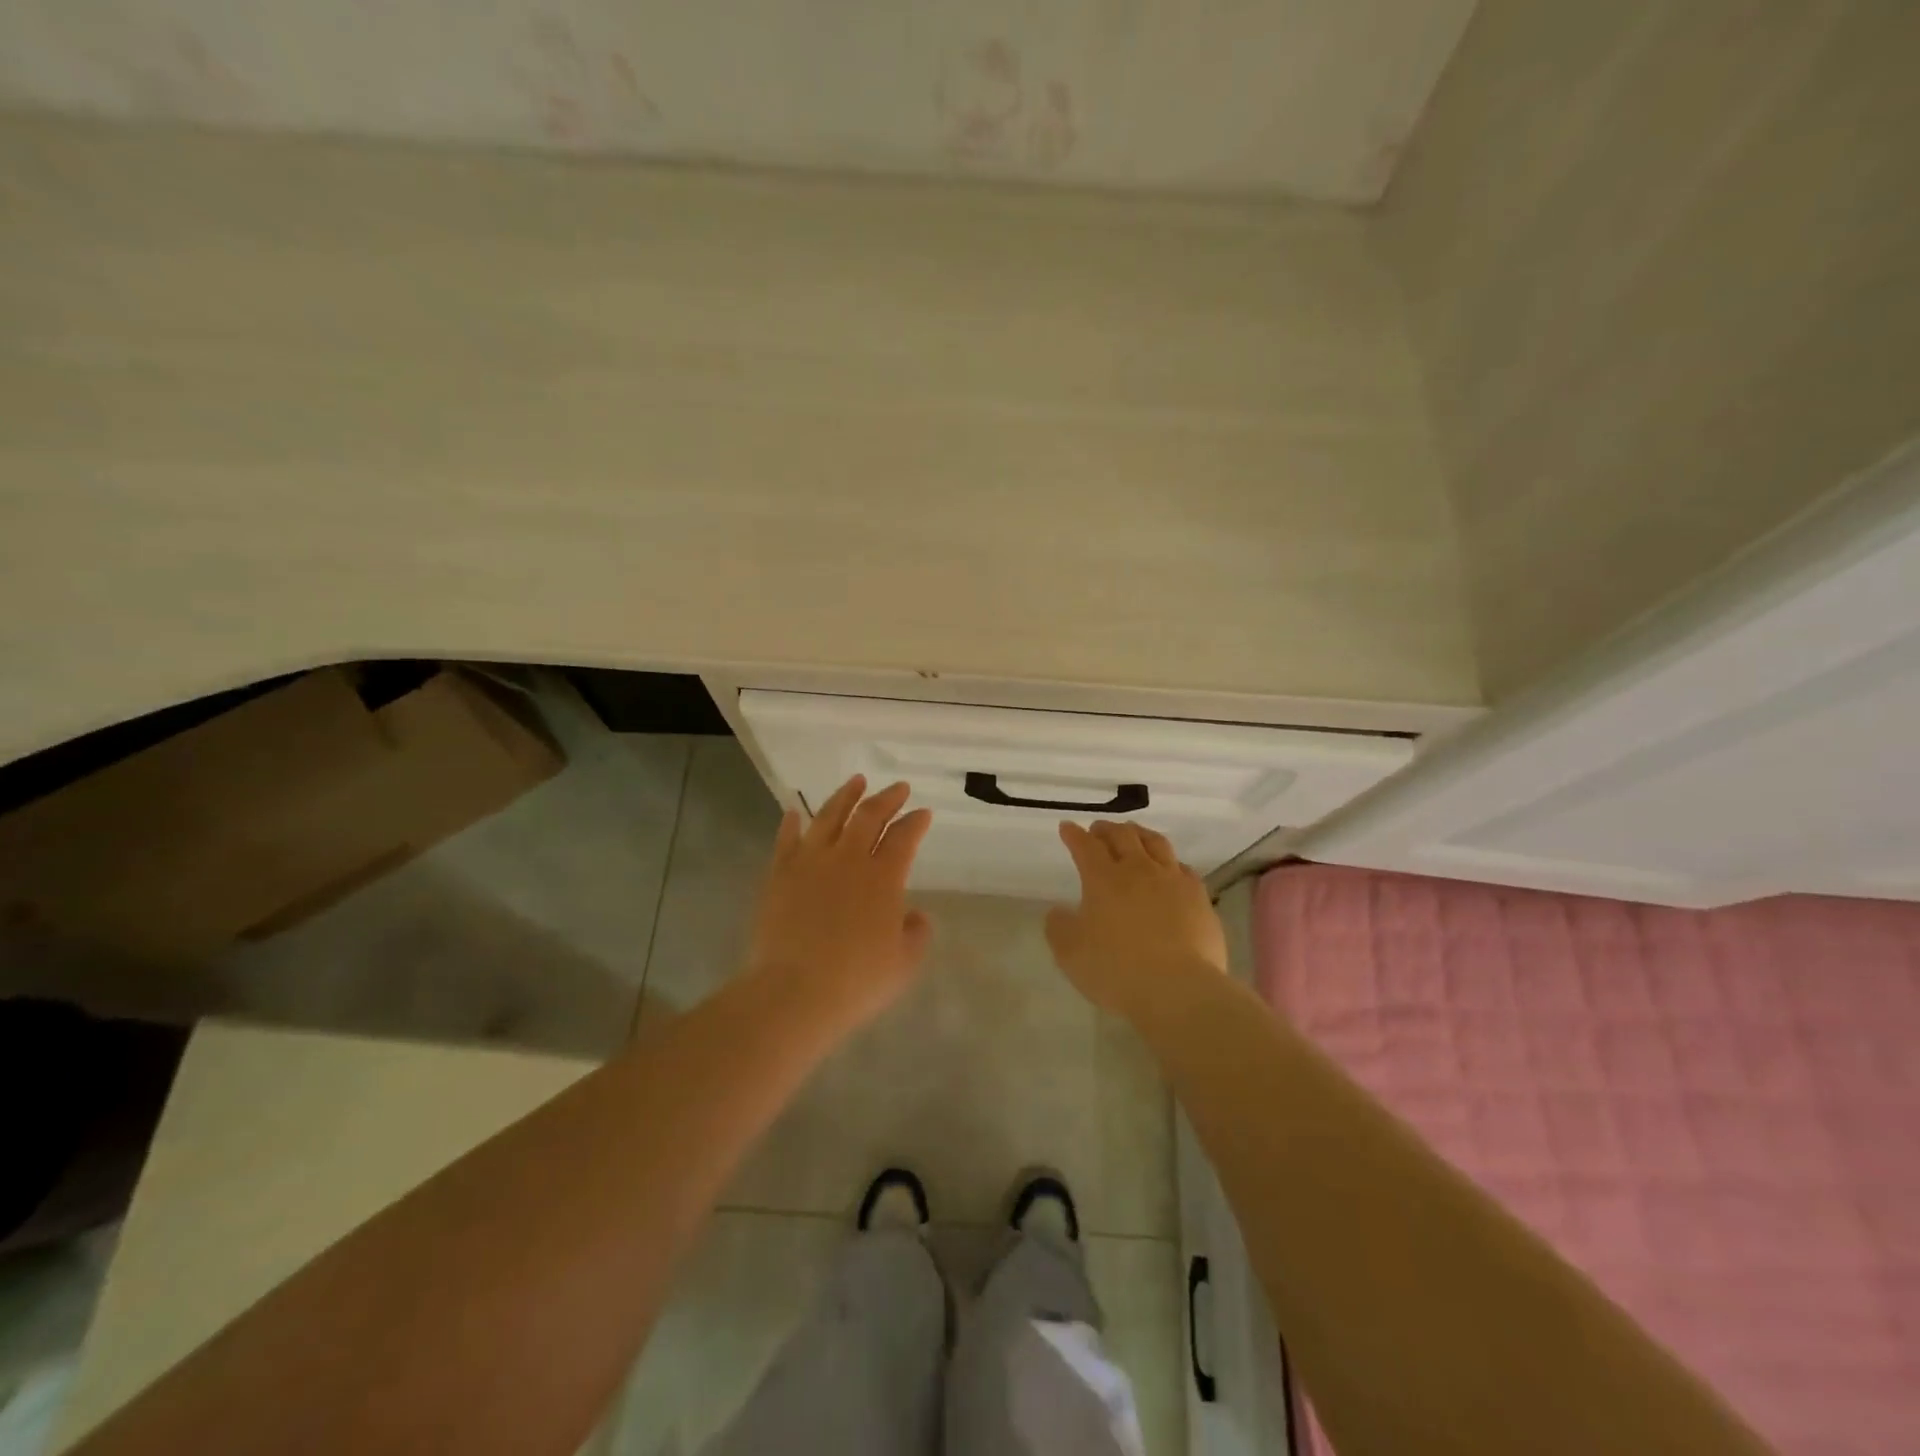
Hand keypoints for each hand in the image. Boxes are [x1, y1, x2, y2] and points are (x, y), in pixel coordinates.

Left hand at [745, 775, 933, 1031]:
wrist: (794, 991)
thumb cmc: (857, 980)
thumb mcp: (904, 963)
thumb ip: (916, 933)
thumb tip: (914, 915)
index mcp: (884, 877)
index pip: (905, 837)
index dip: (916, 822)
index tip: (923, 813)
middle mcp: (849, 858)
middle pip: (870, 816)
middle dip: (887, 798)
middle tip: (898, 788)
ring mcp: (811, 862)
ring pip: (829, 816)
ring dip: (845, 796)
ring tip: (856, 781)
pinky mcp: (780, 874)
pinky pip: (787, 840)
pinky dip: (792, 823)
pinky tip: (794, 813)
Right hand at [1045, 820, 1228, 1019]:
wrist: (1178, 988)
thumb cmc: (1116, 970)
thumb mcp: (1070, 953)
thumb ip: (1059, 927)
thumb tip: (1058, 911)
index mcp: (1103, 878)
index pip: (1085, 846)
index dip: (1074, 835)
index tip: (1067, 827)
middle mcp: (1138, 870)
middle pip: (1122, 836)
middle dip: (1107, 829)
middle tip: (1098, 829)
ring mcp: (1172, 881)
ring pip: (1156, 843)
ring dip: (1140, 834)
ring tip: (1134, 834)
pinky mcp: (1199, 898)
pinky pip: (1183, 868)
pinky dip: (1170, 862)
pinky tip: (1171, 869)